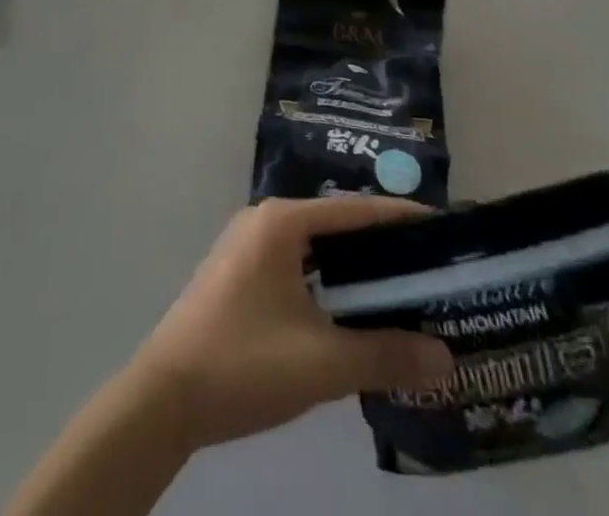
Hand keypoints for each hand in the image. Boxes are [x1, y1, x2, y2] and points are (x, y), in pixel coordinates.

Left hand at [127, 197, 455, 451]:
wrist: (163, 397)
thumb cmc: (244, 362)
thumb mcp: (322, 363)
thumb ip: (385, 355)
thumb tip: (445, 359)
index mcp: (282, 221)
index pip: (355, 210)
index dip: (401, 219)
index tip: (443, 231)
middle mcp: (264, 221)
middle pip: (336, 226)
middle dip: (381, 248)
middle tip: (430, 269)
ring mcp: (247, 247)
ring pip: (315, 250)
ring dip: (353, 270)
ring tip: (401, 293)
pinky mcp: (239, 276)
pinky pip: (296, 267)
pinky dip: (328, 284)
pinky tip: (352, 314)